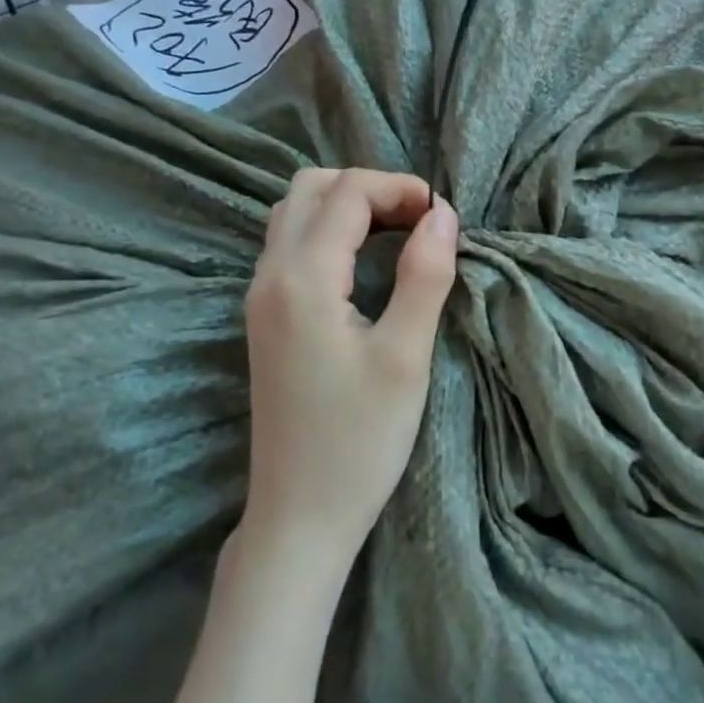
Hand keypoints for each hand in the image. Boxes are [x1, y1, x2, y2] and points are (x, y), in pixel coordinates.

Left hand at [241, 168, 458, 568]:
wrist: (299, 514)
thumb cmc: (359, 440)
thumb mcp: (405, 357)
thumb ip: (424, 275)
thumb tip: (443, 213)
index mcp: (302, 278)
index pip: (347, 193)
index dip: (399, 188)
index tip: (444, 215)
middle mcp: (269, 275)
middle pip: (310, 187)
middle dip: (369, 188)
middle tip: (418, 219)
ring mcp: (259, 296)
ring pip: (294, 213)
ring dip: (346, 205)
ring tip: (397, 232)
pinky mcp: (264, 317)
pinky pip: (289, 244)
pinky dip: (329, 230)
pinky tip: (365, 260)